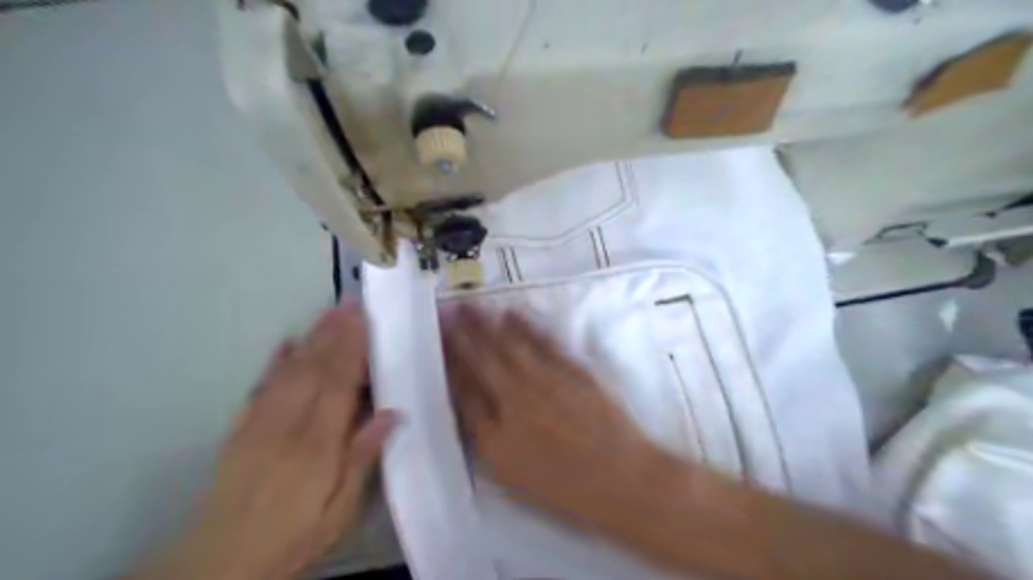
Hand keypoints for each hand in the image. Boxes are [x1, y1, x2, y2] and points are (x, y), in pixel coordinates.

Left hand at [133, 303, 397, 579]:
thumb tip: (393, 413)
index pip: (339, 384)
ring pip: (291, 370)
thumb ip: (363, 456)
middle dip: (335, 332)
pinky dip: (275, 362)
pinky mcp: (241, 429)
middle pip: (315, 369)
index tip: (364, 320)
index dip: (353, 349)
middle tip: (350, 302)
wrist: (222, 561)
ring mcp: (261, 422)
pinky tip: (285, 343)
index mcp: (317, 443)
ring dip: (312, 338)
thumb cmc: (295, 533)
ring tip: (328, 313)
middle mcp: (289, 424)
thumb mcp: (340, 508)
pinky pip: (260, 387)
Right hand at [441, 308, 661, 530]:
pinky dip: (526, 326)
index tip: (440, 341)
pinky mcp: (572, 369)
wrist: (622, 478)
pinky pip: (544, 343)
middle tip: (447, 309)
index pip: (464, 391)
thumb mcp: (512, 476)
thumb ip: (485, 439)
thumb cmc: (566, 488)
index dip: (450, 363)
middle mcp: (515, 402)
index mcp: (494, 436)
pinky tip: (512, 313)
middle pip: (481, 361)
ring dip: (486, 323)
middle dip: (461, 334)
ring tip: (470, 304)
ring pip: (509, 346)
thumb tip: (468, 405)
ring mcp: (545, 382)